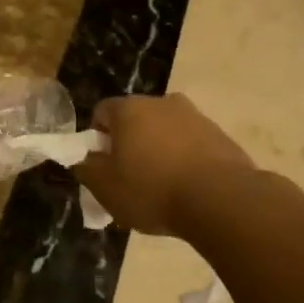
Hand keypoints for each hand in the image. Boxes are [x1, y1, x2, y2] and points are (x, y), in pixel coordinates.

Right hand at [75, 94, 253, 237]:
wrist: (221, 199)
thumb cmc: (152, 190)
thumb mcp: (105, 187)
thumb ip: (86, 168)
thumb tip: (83, 157)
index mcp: (129, 109)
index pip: (102, 112)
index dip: (98, 139)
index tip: (104, 167)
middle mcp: (162, 102)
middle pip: (136, 120)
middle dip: (130, 144)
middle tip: (131, 180)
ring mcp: (195, 116)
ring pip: (166, 131)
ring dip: (160, 151)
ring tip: (164, 188)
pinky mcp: (220, 134)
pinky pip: (192, 144)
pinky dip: (186, 160)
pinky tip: (189, 189)